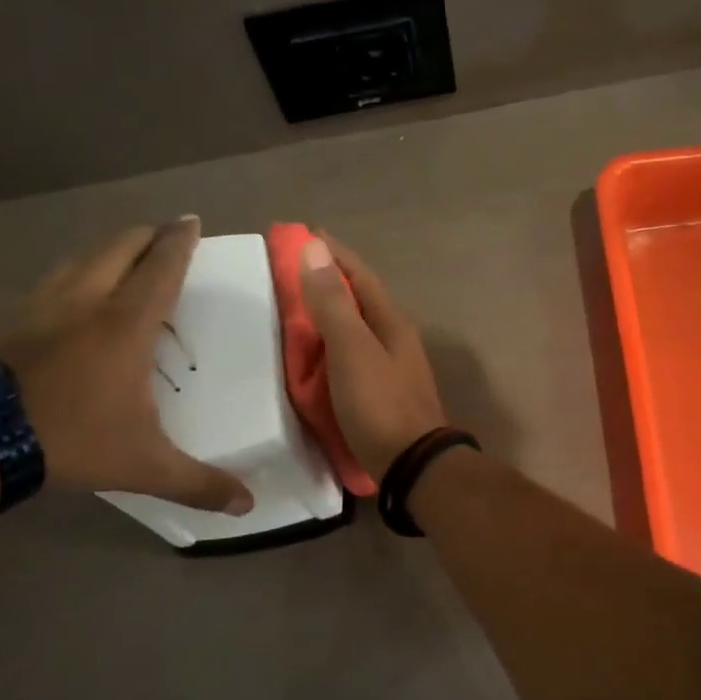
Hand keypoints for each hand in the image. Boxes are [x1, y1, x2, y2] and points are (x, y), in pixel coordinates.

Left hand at [0, 218, 252, 513]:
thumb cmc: (69, 438)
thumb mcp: (143, 465)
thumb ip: (198, 483)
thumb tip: (248, 506)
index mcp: (125, 324)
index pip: (161, 268)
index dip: (179, 242)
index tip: (190, 220)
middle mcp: (84, 303)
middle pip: (117, 248)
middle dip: (144, 235)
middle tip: (163, 234)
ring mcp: (39, 309)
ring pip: (77, 260)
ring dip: (105, 251)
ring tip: (120, 256)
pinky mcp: (6, 324)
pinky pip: (49, 285)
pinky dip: (70, 278)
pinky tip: (67, 299)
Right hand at [299, 234, 446, 477]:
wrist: (411, 466)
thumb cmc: (380, 404)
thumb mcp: (352, 349)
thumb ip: (333, 302)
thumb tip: (315, 247)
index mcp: (391, 322)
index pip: (360, 275)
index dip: (333, 253)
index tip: (303, 233)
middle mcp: (394, 339)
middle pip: (358, 300)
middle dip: (327, 282)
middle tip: (289, 272)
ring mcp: (391, 368)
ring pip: (355, 330)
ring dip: (328, 315)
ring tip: (293, 310)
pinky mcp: (380, 394)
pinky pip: (350, 357)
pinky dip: (329, 348)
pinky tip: (312, 356)